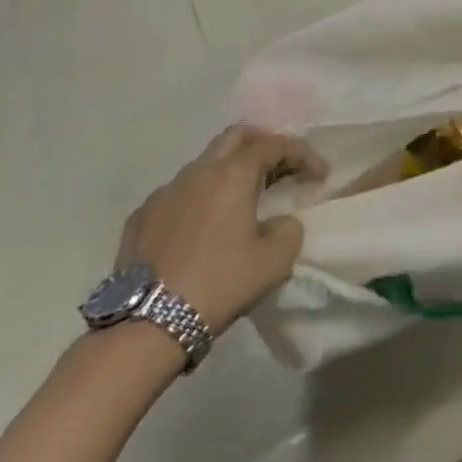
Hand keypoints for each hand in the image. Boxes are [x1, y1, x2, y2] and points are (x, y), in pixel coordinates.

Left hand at [115, 125, 326, 334]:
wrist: (148, 324)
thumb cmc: (220, 283)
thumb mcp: (275, 260)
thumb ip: (288, 229)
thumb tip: (278, 222)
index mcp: (232, 175)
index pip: (274, 145)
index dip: (302, 153)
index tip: (320, 175)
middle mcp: (197, 172)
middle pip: (235, 137)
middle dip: (263, 144)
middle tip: (282, 166)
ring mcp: (164, 192)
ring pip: (204, 165)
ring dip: (229, 172)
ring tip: (242, 201)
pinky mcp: (141, 217)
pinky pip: (178, 194)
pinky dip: (199, 199)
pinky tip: (202, 227)